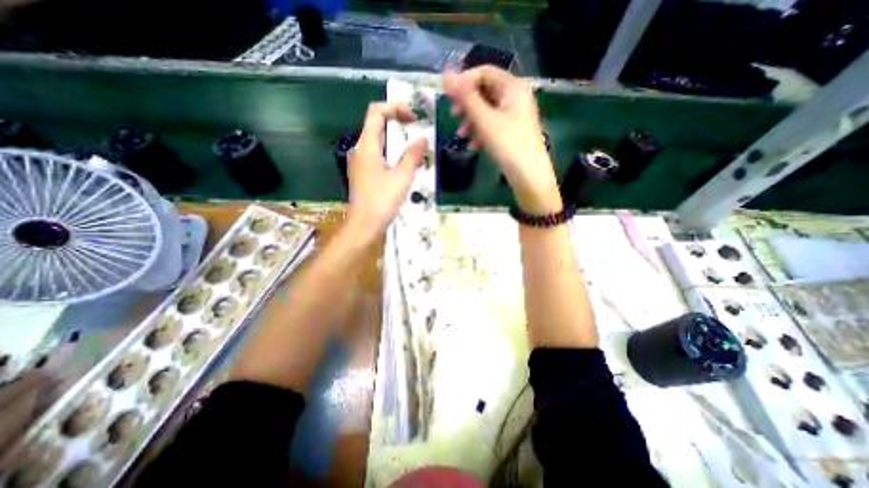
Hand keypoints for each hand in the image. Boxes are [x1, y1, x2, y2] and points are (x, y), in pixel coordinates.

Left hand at [346, 100, 425, 240]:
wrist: (364, 226)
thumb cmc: (382, 201)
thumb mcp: (402, 177)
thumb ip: (413, 156)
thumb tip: (423, 139)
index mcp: (367, 146)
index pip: (376, 112)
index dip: (395, 108)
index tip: (413, 119)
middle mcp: (361, 149)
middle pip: (377, 124)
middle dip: (398, 123)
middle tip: (417, 130)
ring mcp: (362, 162)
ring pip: (380, 141)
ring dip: (398, 140)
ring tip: (416, 149)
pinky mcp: (365, 173)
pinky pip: (379, 155)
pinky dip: (393, 153)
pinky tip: (407, 165)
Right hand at [443, 65, 560, 212]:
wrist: (528, 173)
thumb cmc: (507, 142)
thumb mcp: (484, 119)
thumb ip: (466, 97)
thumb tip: (447, 76)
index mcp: (513, 87)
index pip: (484, 72)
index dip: (464, 81)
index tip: (448, 95)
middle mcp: (515, 97)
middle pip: (485, 91)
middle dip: (467, 104)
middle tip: (452, 115)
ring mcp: (514, 115)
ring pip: (487, 111)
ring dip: (471, 121)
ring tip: (461, 135)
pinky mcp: (512, 131)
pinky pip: (492, 125)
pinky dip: (481, 132)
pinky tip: (473, 145)